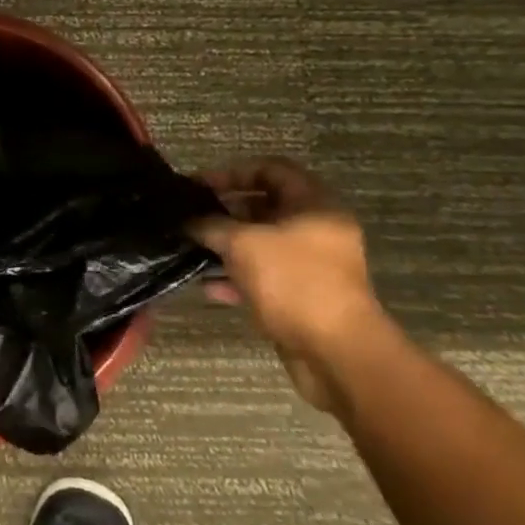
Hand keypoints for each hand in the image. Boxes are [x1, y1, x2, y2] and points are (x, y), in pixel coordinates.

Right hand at [187, 158, 384, 411]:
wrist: (337, 354)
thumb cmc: (294, 283)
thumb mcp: (243, 244)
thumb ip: (210, 225)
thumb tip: (187, 220)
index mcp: (315, 205)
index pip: (271, 169)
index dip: (232, 172)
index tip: (199, 186)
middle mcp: (317, 230)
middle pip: (265, 207)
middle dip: (225, 212)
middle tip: (191, 219)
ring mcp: (312, 265)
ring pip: (261, 244)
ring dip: (227, 247)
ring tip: (193, 252)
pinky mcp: (303, 296)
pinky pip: (265, 276)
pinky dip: (238, 277)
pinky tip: (210, 288)